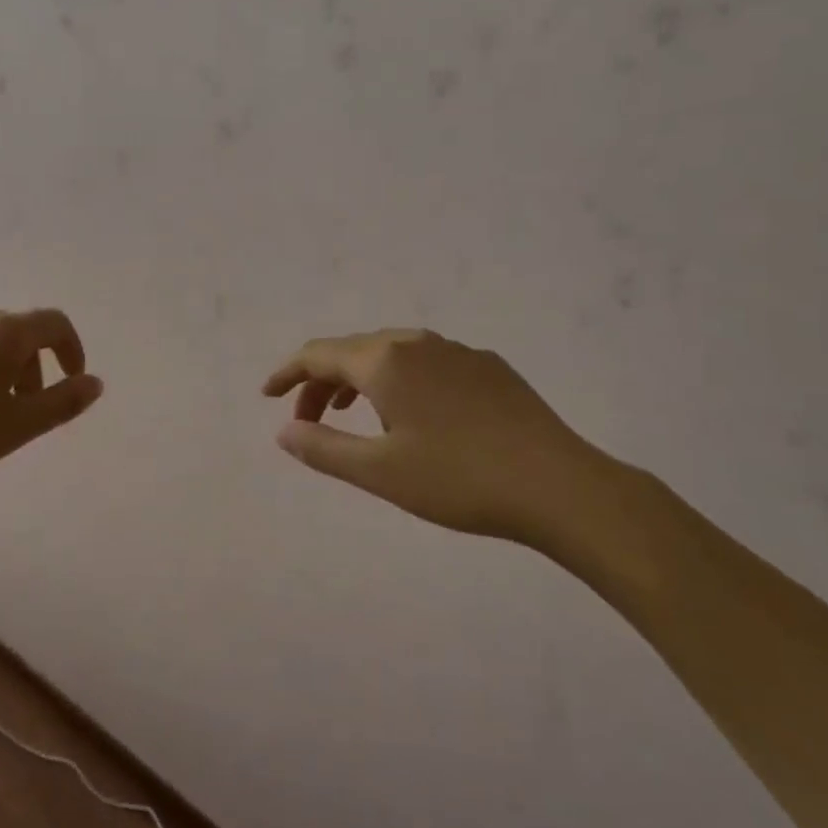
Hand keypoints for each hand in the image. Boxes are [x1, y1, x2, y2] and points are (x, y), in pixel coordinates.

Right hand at [262, 328, 622, 547]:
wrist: (560, 486)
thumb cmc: (459, 480)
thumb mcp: (380, 473)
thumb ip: (324, 448)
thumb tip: (284, 431)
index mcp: (386, 361)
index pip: (319, 353)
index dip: (288, 373)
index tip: (267, 395)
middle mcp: (417, 342)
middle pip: (353, 351)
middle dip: (322, 382)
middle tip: (309, 422)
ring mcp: (457, 351)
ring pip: (391, 354)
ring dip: (360, 379)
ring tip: (352, 414)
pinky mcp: (488, 366)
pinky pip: (426, 362)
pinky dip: (399, 380)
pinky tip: (414, 413)